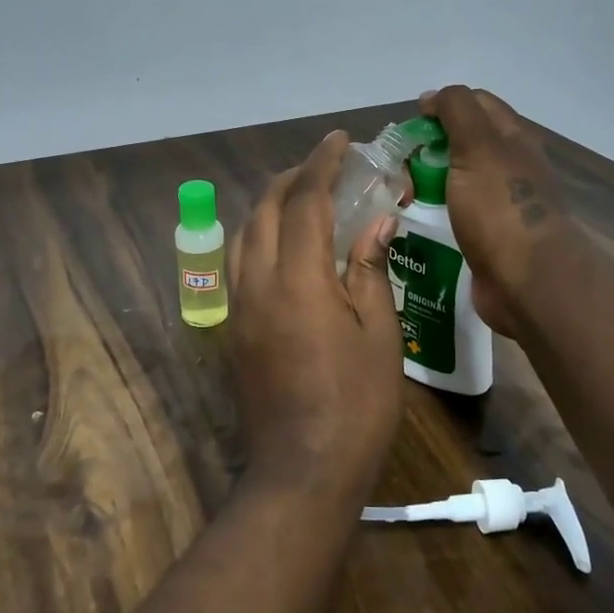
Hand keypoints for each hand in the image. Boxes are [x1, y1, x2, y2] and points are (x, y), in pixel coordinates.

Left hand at [226, 131, 406, 491]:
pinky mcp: (233, 329)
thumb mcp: (380, 336)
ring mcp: (239, 307)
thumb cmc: (356, 406)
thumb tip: (376, 222)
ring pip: (243, 233)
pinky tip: (286, 248)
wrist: (301, 472)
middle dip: (292, 177)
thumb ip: (370, 270)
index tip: (339, 140)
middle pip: (263, 208)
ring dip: (270, 205)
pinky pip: (240, 263)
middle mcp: (257, 283)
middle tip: (324, 167)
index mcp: (298, 280)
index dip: (322, 164)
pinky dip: (259, 236)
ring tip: (304, 200)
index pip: (304, 201)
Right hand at [420, 86, 576, 336]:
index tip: (412, 123)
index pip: (476, 103)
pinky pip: (457, 212)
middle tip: (400, 161)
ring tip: (400, 190)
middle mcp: (511, 166)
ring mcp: (502, 203)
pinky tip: (416, 217)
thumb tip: (433, 97)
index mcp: (513, 139)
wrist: (527, 282)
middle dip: (432, 144)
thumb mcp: (477, 146)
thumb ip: (456, 112)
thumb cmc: (500, 208)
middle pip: (466, 141)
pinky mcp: (490, 235)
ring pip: (459, 178)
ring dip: (431, 178)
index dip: (443, 105)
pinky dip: (437, 209)